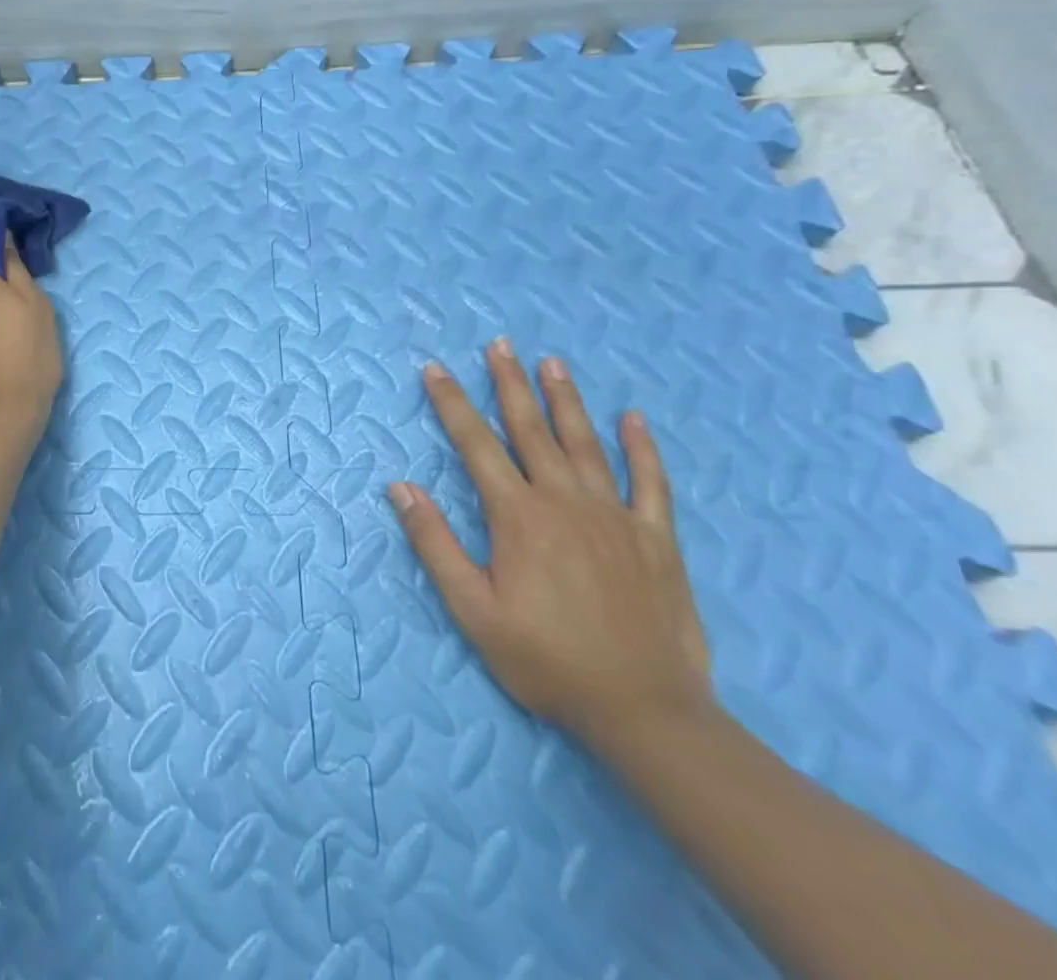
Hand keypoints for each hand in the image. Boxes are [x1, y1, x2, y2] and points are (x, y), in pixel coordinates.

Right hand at [387, 338, 712, 747]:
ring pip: (585, 443)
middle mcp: (564, 501)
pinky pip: (650, 482)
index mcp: (518, 516)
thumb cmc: (546, 660)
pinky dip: (642, 448)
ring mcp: (615, 516)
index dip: (451, 403)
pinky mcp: (656, 539)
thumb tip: (400, 487)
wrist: (645, 711)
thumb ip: (435, 544)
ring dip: (566, 400)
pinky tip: (633, 419)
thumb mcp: (473, 610)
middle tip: (500, 344)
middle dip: (510, 384)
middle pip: (531, 429)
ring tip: (552, 362)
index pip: (476, 444)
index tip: (434, 368)